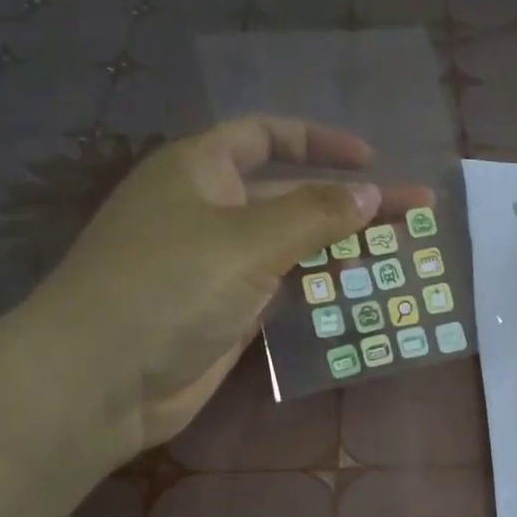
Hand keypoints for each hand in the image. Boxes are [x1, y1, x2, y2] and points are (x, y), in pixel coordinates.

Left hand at [13, 117, 423, 454]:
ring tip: (400, 251)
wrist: (100, 380)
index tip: (373, 161)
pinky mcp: (226, 311)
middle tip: (416, 210)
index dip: (319, 142)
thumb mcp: (247, 241)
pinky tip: (360, 290)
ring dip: (341, 246)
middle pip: (291, 193)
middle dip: (350, 200)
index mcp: (199, 170)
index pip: (265, 136)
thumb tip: (371, 191)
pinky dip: (318, 286)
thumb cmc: (168, 288)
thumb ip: (315, 214)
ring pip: (291, 245)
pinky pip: (283, 288)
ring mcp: (216, 265)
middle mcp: (208, 210)